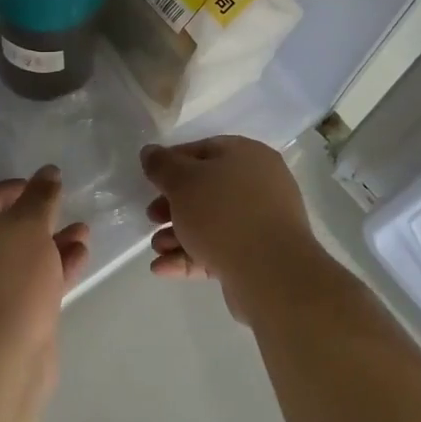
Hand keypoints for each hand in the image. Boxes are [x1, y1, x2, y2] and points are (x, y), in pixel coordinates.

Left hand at [0, 167, 90, 351]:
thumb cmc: (7, 276)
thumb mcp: (29, 225)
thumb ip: (41, 197)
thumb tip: (49, 172)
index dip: (10, 191)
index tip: (41, 187)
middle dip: (36, 221)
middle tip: (63, 208)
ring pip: (17, 261)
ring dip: (50, 245)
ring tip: (83, 232)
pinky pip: (26, 286)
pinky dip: (51, 271)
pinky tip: (81, 257)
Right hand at [141, 137, 313, 317]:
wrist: (270, 272)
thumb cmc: (223, 213)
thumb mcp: (183, 181)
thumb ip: (162, 165)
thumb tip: (150, 151)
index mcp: (247, 156)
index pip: (204, 150)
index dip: (173, 162)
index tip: (150, 180)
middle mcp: (259, 184)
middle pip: (207, 189)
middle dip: (173, 205)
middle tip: (151, 217)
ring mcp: (261, 222)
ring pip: (211, 223)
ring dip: (178, 234)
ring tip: (157, 248)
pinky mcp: (258, 256)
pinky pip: (219, 249)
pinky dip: (191, 256)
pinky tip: (162, 268)